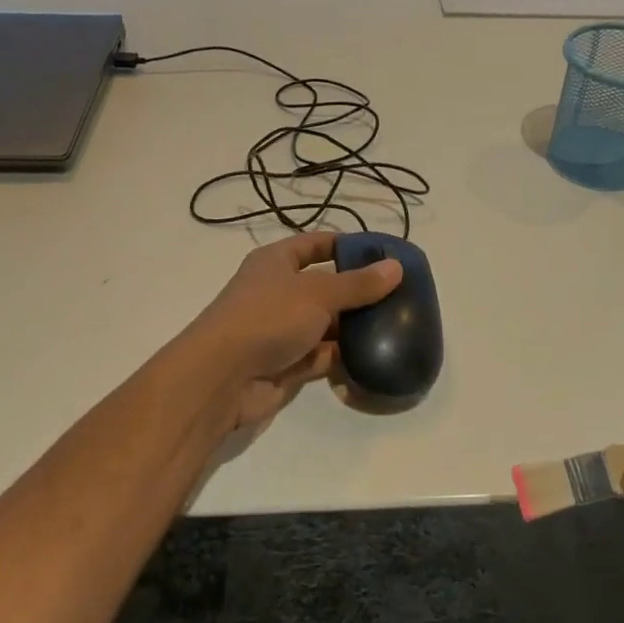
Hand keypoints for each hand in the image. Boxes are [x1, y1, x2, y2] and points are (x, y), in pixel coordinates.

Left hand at [182, 232, 401, 436]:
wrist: (222, 378)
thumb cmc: (267, 318)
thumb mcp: (317, 293)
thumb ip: (358, 284)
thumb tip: (396, 267)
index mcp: (276, 263)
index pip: (316, 244)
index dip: (346, 245)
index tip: (383, 253)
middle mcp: (278, 293)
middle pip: (325, 286)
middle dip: (358, 291)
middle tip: (401, 294)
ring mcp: (282, 330)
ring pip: (327, 324)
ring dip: (355, 327)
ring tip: (397, 325)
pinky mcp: (288, 364)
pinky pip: (323, 356)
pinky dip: (345, 357)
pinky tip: (377, 355)